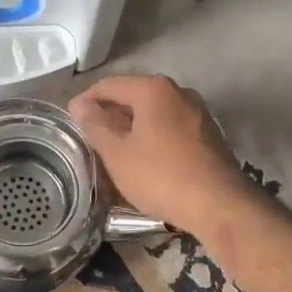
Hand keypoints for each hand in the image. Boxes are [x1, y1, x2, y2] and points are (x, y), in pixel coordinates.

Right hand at [70, 74, 246, 235]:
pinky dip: (153, 135)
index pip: (109, 85)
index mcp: (153, 89)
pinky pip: (171, 125)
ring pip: (154, 111)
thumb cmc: (161, 176)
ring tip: (115, 148)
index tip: (71, 120)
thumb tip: (79, 105)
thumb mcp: (118, 154)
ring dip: (132, 125)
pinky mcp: (209, 133)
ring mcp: (197, 111)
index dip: (86, 101)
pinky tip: (145, 157)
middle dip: (110, 112)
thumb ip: (96, 125)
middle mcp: (178, 91)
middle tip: (90, 135)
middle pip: (134, 95)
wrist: (220, 205)